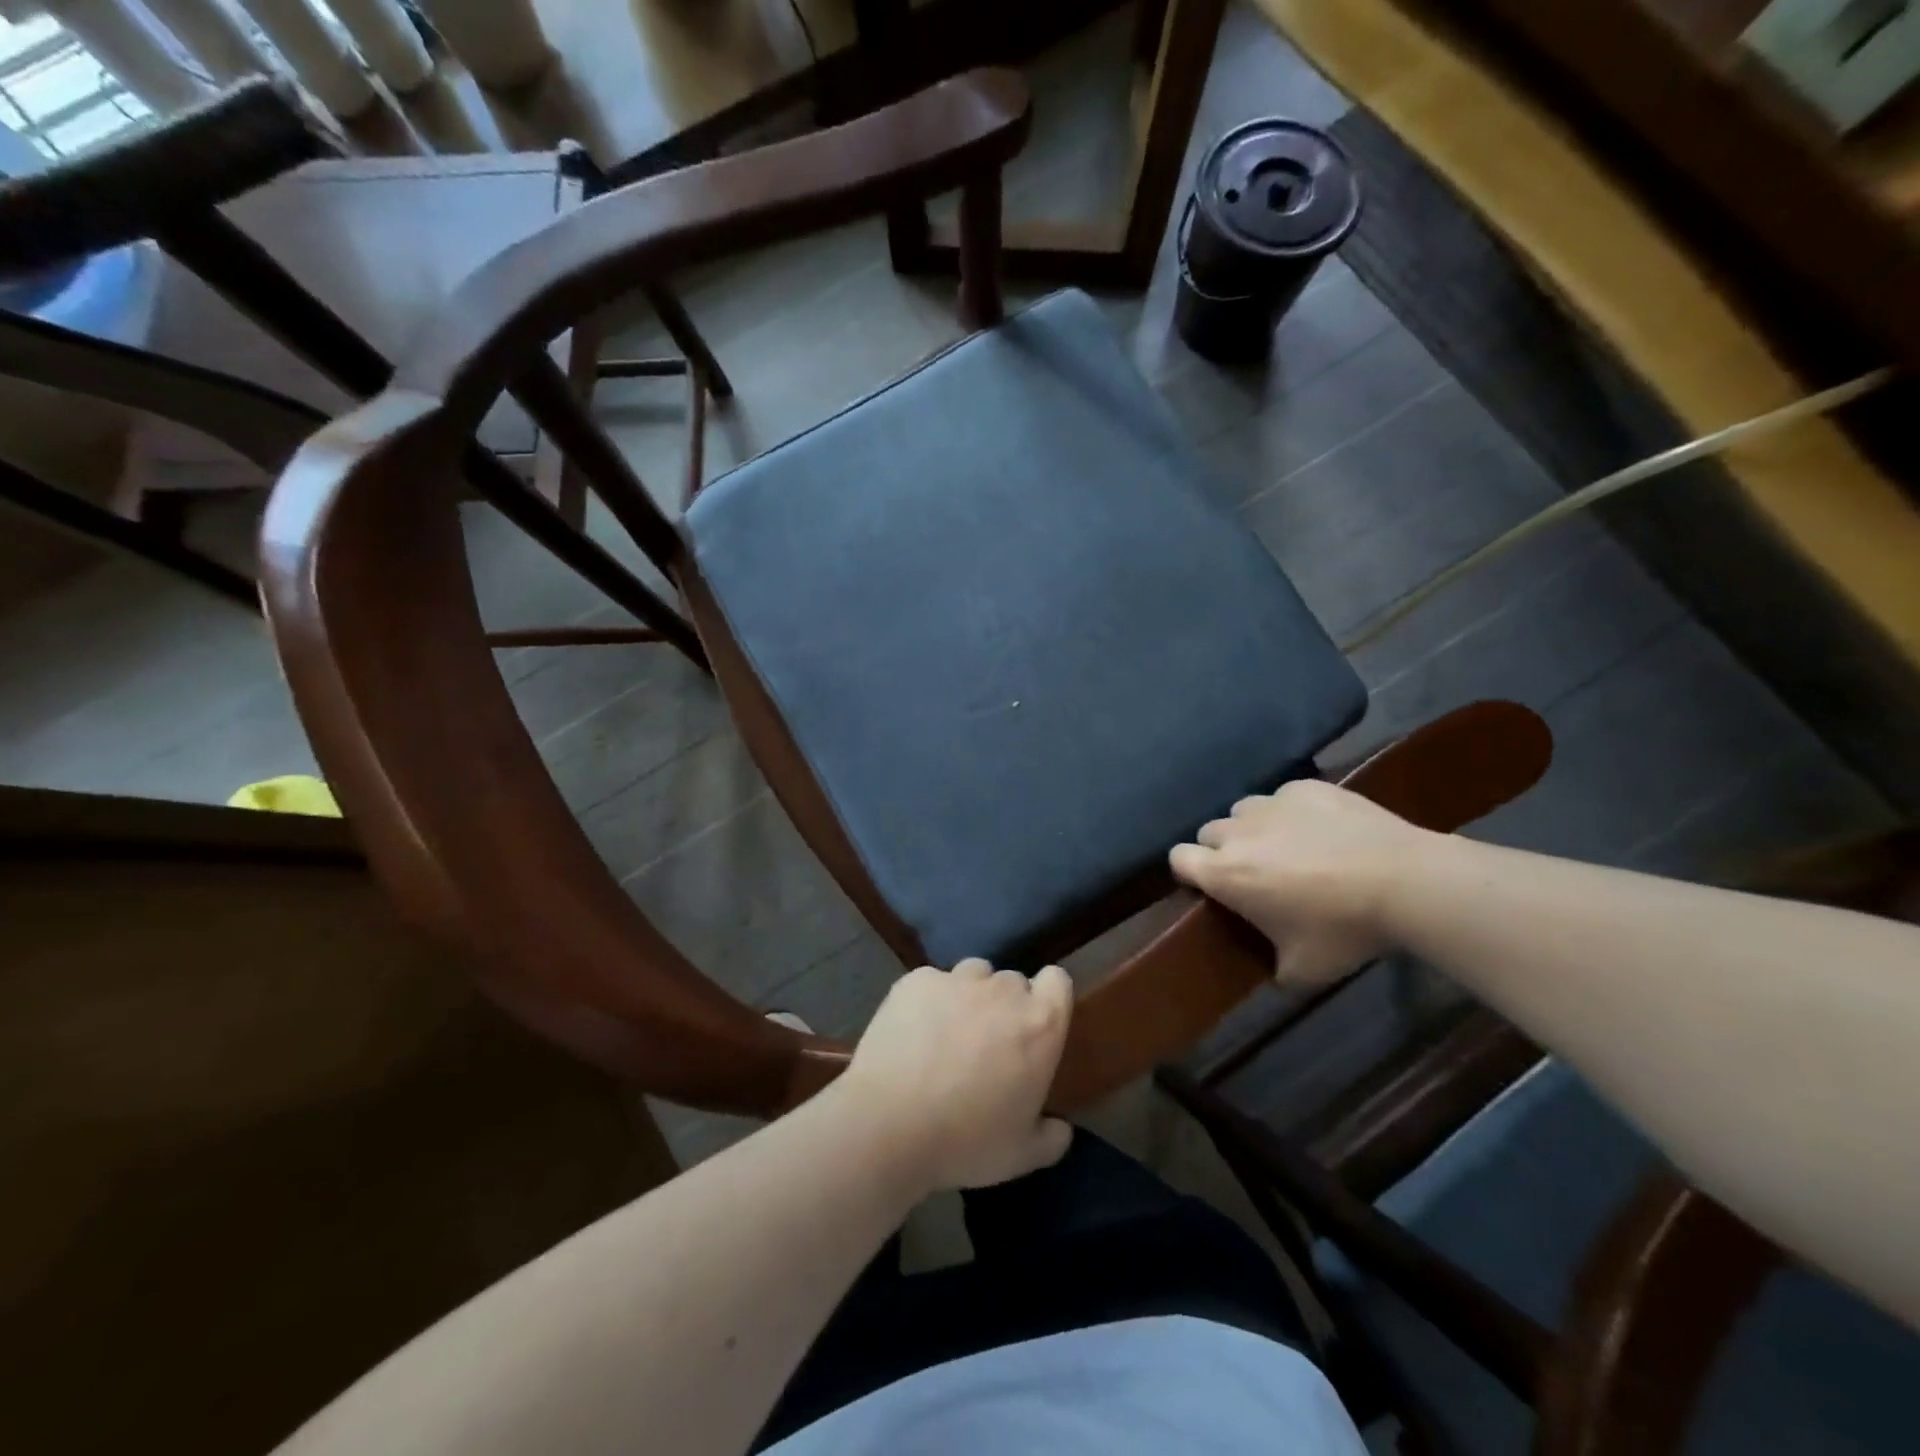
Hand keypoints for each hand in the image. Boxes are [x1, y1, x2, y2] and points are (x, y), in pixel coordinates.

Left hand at [838, 960, 1073, 1193]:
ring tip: (948, 1033)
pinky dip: (928, 1000)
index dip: (1048, 997)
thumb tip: (1061, 1128)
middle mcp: (1004, 990)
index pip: (1057, 981)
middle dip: (1005, 1006)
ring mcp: (957, 980)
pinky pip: (932, 982)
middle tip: (987, 1044)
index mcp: (1040, 1024)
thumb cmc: (966, 1141)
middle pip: (1012, 982)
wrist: (889, 1124)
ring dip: (969, 997)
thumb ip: (1051, 1138)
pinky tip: (913, 1032)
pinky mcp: (917, 980)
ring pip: (973, 975)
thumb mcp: (1021, 1156)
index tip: (1035, 1024)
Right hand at [1170, 779, 1427, 983]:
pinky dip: (1291, 812)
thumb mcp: (1305, 970)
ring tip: (1286, 846)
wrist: (1404, 881)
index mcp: (1225, 874)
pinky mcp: (1305, 787)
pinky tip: (1321, 829)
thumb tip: (1275, 973)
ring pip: (1243, 810)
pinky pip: (1283, 797)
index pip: (1177, 858)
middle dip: (1222, 850)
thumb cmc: (1344, 929)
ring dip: (1253, 828)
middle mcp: (1238, 832)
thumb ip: (1276, 969)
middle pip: (1209, 832)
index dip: (1188, 872)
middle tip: (1254, 872)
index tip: (1210, 886)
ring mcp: (1272, 804)